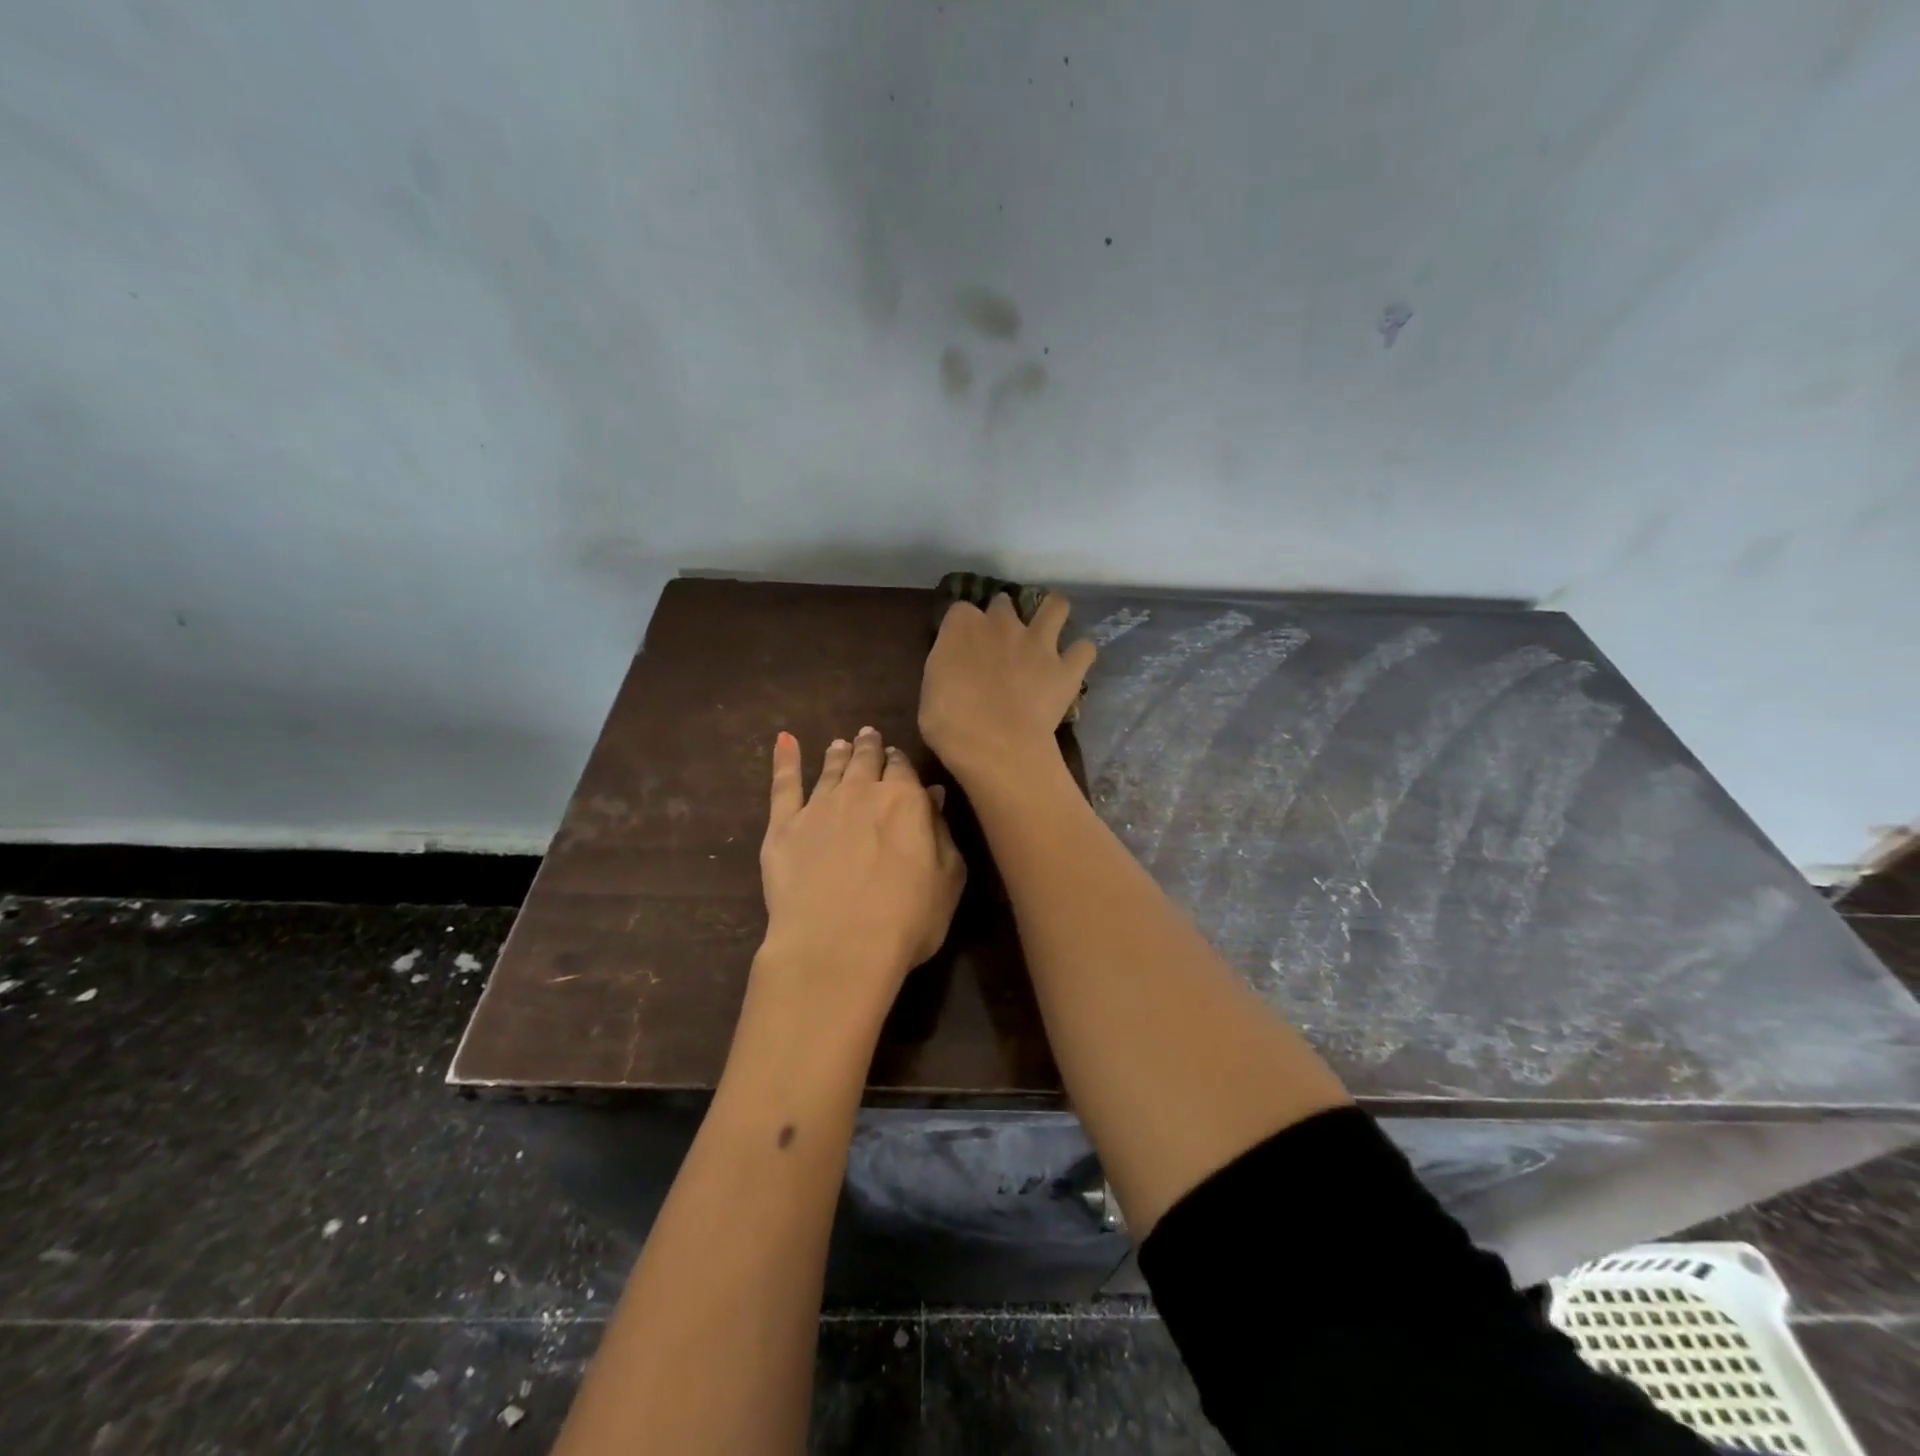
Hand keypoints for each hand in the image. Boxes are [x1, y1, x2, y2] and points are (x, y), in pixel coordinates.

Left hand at [756, 727, 965, 1020]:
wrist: (837, 947)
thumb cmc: (906, 920)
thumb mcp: (947, 880)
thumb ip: (941, 832)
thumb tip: (933, 795)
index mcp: (905, 800)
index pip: (903, 769)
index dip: (900, 763)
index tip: (898, 758)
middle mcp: (861, 791)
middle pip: (866, 761)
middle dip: (870, 747)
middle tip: (869, 736)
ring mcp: (819, 806)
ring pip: (831, 769)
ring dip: (838, 753)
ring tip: (840, 743)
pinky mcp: (784, 826)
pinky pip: (784, 785)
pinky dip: (785, 760)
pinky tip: (785, 741)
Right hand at [920, 591, 1095, 787]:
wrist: (995, 745)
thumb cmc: (949, 723)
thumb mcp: (931, 688)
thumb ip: (947, 666)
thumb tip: (955, 667)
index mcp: (962, 626)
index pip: (960, 610)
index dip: (962, 627)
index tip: (961, 644)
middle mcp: (1003, 624)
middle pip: (1004, 604)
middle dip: (1003, 616)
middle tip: (1000, 640)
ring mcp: (1039, 643)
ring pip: (1056, 607)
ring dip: (1052, 613)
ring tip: (1048, 629)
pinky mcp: (1067, 669)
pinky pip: (1084, 650)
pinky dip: (1080, 654)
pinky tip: (1072, 664)